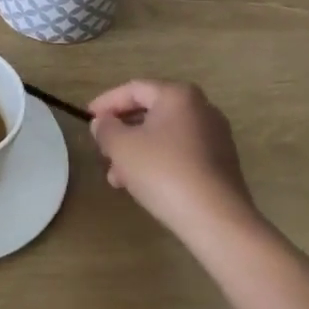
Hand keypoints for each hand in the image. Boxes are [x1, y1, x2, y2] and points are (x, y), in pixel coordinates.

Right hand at [88, 79, 258, 238]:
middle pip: (151, 112)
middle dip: (122, 131)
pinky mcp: (221, 162)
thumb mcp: (122, 147)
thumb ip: (106, 128)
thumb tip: (103, 122)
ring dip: (136, 151)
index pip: (134, 89)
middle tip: (102, 149)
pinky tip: (142, 185)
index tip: (87, 118)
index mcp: (178, 95)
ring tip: (116, 177)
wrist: (216, 219)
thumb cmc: (163, 172)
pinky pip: (180, 153)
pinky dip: (157, 162)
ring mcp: (215, 136)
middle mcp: (201, 108)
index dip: (106, 102)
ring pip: (164, 135)